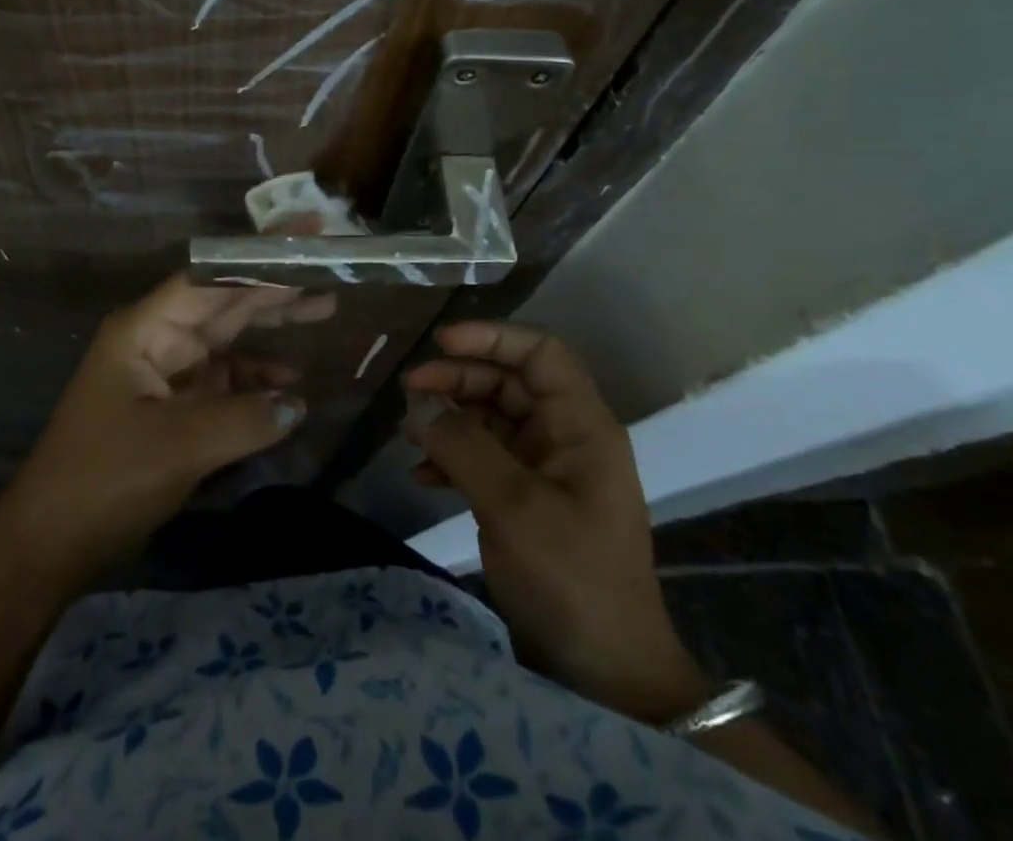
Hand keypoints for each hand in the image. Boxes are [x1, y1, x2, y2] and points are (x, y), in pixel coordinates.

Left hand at [0, 274, 334, 575]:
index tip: (303, 242)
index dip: (257, 258)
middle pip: (224, 304)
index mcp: (147, 330)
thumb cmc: (105, 478)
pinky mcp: (175, 409)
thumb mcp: (179, 446)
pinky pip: (225, 383)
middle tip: (328, 272)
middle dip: (274, 289)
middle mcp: (158, 341)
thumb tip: (298, 403)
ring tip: (324, 311)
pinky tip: (292, 388)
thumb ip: (245, 419)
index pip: (210, 278)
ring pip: (229, 340)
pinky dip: (257, 383)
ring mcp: (167, 374)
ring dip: (271, 332)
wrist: (48, 546)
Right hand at [405, 322, 707, 722]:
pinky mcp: (528, 501)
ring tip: (407, 432)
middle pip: (509, 382)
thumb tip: (419, 403)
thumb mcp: (513, 506)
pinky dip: (452, 460)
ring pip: (492, 419)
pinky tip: (420, 476)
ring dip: (450, 419)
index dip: (492, 337)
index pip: (540, 353)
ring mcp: (547, 470)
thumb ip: (463, 445)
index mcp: (581, 425)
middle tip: (409, 390)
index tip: (441, 343)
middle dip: (458, 380)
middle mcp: (565, 437)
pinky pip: (485, 460)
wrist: (606, 675)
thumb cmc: (571, 578)